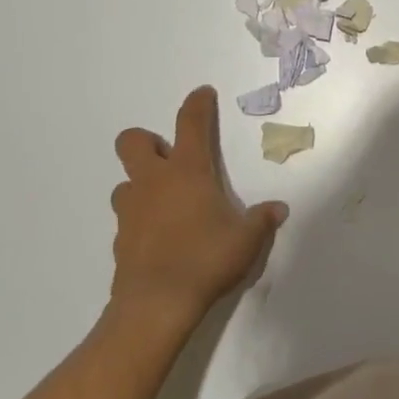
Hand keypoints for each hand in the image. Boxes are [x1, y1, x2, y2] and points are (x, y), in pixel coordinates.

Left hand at [109, 87, 287, 331]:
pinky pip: (127, 217)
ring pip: (125, 182)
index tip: (202, 94)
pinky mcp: (120, 240)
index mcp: (187, 171)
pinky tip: (160, 238)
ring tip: (166, 204)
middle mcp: (154, 182)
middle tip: (170, 159)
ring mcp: (131, 210)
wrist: (156, 305)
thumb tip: (277, 210)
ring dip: (142, 185)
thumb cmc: (206, 259)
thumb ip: (261, 220)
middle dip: (147, 142)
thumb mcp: (246, 239)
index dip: (197, 104)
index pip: (191, 123)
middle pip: (133, 142)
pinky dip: (140, 219)